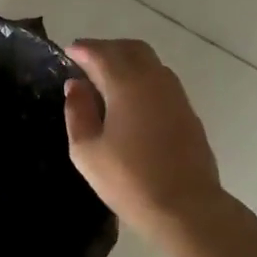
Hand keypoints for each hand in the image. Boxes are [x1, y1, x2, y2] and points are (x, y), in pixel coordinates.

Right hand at [65, 39, 222, 239]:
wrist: (188, 209)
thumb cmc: (130, 180)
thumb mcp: (87, 151)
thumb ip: (78, 111)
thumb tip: (76, 85)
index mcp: (126, 82)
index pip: (100, 52)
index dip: (82, 49)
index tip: (68, 52)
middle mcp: (153, 78)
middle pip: (128, 48)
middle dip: (105, 49)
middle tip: (86, 62)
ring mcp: (175, 93)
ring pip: (149, 60)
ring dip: (126, 60)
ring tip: (107, 79)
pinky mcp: (188, 110)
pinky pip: (161, 78)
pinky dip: (143, 76)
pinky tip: (132, 99)